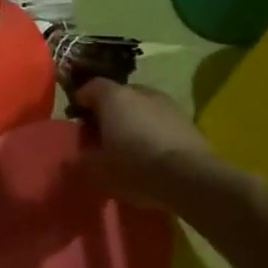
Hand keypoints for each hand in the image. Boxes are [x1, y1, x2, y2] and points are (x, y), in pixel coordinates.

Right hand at [73, 80, 224, 208]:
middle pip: (117, 96)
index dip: (80, 103)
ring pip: (142, 107)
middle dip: (108, 112)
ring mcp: (168, 104)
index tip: (78, 123)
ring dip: (133, 121)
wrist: (191, 179)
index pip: (90, 87)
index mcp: (113, 97)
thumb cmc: (135, 166)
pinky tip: (153, 154)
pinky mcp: (188, 121)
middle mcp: (140, 92)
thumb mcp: (97, 169)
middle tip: (102, 137)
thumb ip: (82, 159)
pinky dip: (153, 131)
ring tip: (129, 146)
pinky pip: (161, 121)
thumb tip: (76, 158)